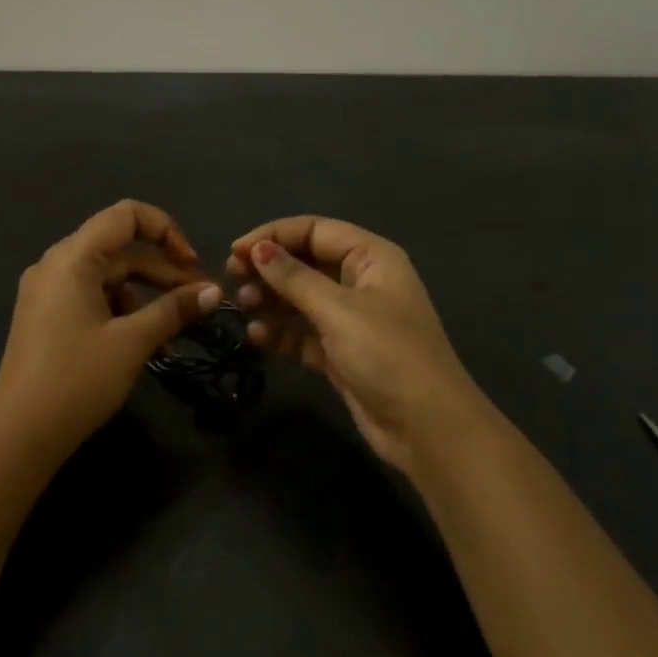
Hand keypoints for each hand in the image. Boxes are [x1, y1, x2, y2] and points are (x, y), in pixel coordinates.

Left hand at [0, 200, 223, 456]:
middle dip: (164, 272)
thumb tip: (214, 292)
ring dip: (147, 298)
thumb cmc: (76, 380)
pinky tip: (148, 345)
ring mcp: (49, 292)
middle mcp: (56, 266)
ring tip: (176, 332)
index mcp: (72, 259)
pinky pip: (94, 299)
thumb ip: (174, 310)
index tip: (192, 265)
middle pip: (121, 250)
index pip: (125, 215)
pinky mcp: (49, 317)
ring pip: (110, 278)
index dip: (166, 230)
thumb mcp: (132, 343)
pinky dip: (123, 314)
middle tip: (200, 302)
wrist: (20, 434)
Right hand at [228, 216, 495, 474]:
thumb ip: (294, 277)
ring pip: (302, 298)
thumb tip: (258, 248)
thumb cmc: (387, 355)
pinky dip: (281, 332)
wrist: (426, 427)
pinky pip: (303, 333)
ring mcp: (351, 320)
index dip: (274, 235)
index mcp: (372, 258)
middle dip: (269, 266)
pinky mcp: (341, 353)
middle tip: (231, 276)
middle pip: (307, 261)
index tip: (236, 250)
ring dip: (271, 298)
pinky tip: (256, 335)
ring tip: (240, 303)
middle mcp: (361, 282)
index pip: (315, 230)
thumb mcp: (338, 310)